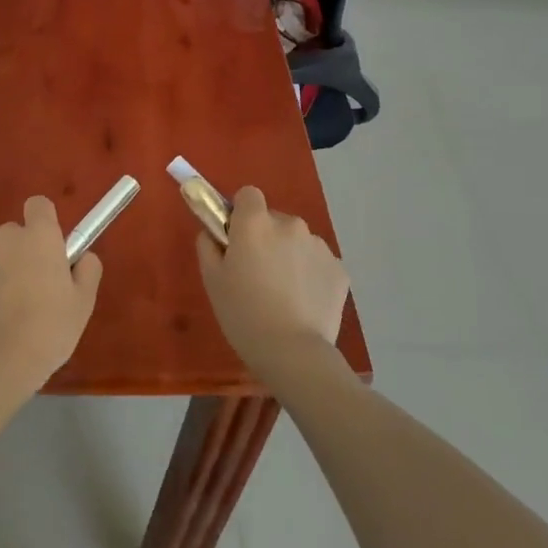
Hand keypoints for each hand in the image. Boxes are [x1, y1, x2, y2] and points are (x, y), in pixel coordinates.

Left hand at [0, 197, 101, 406]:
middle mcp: (3, 240)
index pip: (38, 205)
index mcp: (37, 237)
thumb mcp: (83, 303)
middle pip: (16, 234)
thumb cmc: (48, 330)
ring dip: (4, 274)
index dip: (46, 222)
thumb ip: (87, 269)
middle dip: (25, 252)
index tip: (53, 249)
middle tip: (38, 288)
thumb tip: (82, 257)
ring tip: (13, 314)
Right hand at [195, 186, 348, 387]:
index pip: (248, 194)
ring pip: (298, 242)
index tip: (237, 238)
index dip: (241, 213)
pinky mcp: (339, 269)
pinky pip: (318, 263)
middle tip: (257, 274)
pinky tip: (303, 304)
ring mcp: (319, 246)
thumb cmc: (243, 314)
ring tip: (283, 295)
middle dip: (266, 238)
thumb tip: (213, 232)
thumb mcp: (212, 280)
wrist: (293, 352)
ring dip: (289, 256)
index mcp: (256, 223)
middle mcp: (290, 224)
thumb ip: (208, 245)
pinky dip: (310, 276)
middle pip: (274, 220)